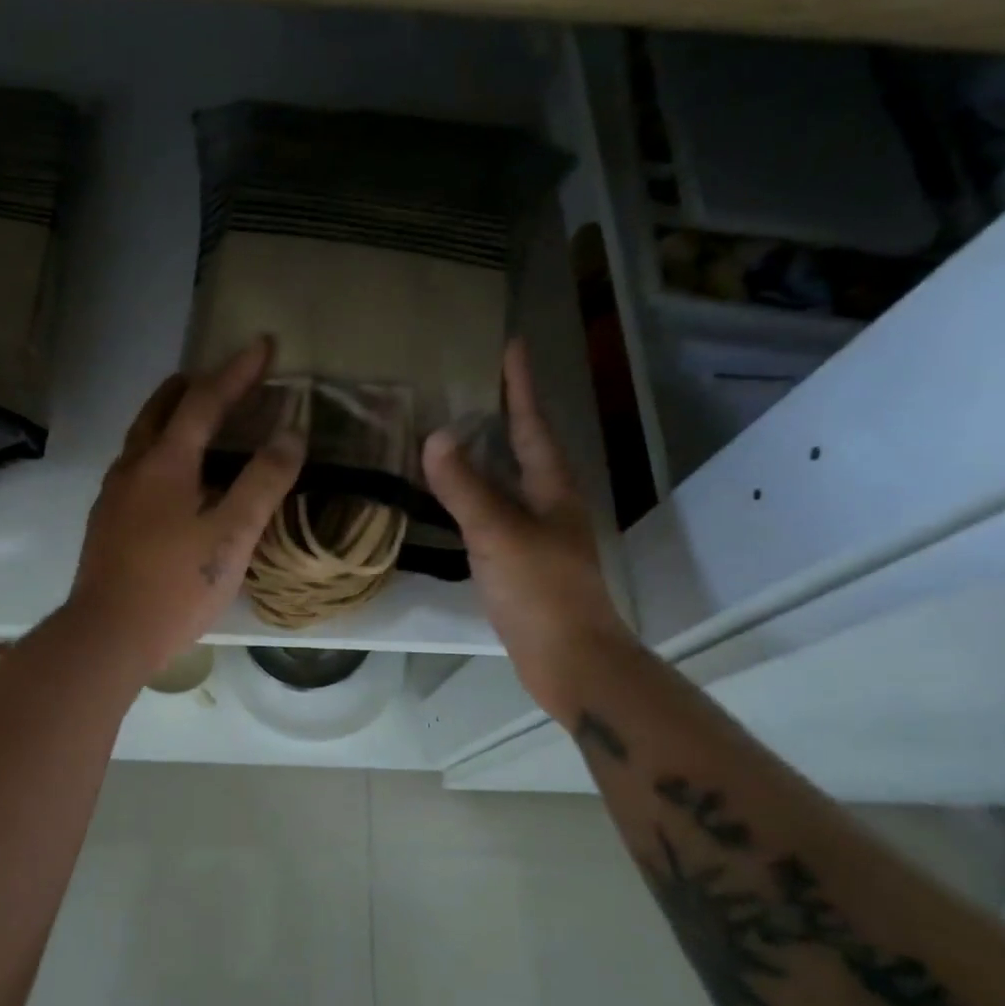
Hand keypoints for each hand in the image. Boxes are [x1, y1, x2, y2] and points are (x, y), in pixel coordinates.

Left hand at [67, 338, 303, 676]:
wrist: (107, 635)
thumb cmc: (175, 585)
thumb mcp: (232, 535)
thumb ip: (263, 482)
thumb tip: (291, 433)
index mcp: (165, 462)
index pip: (205, 400)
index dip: (238, 371)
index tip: (264, 344)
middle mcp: (133, 466)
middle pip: (162, 407)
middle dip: (196, 384)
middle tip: (227, 378)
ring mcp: (114, 493)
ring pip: (143, 436)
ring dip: (173, 416)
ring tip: (201, 419)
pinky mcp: (107, 520)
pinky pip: (137, 464)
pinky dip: (161, 449)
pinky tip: (175, 478)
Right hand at [422, 340, 634, 716]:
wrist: (570, 660)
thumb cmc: (542, 591)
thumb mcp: (499, 534)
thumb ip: (466, 488)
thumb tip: (435, 437)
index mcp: (553, 489)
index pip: (533, 425)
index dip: (520, 386)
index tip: (511, 345)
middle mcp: (549, 504)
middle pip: (525, 448)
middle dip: (502, 415)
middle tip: (469, 385)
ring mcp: (537, 535)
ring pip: (508, 482)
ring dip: (486, 456)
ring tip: (454, 433)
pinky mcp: (521, 563)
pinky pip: (493, 514)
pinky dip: (473, 496)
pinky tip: (451, 500)